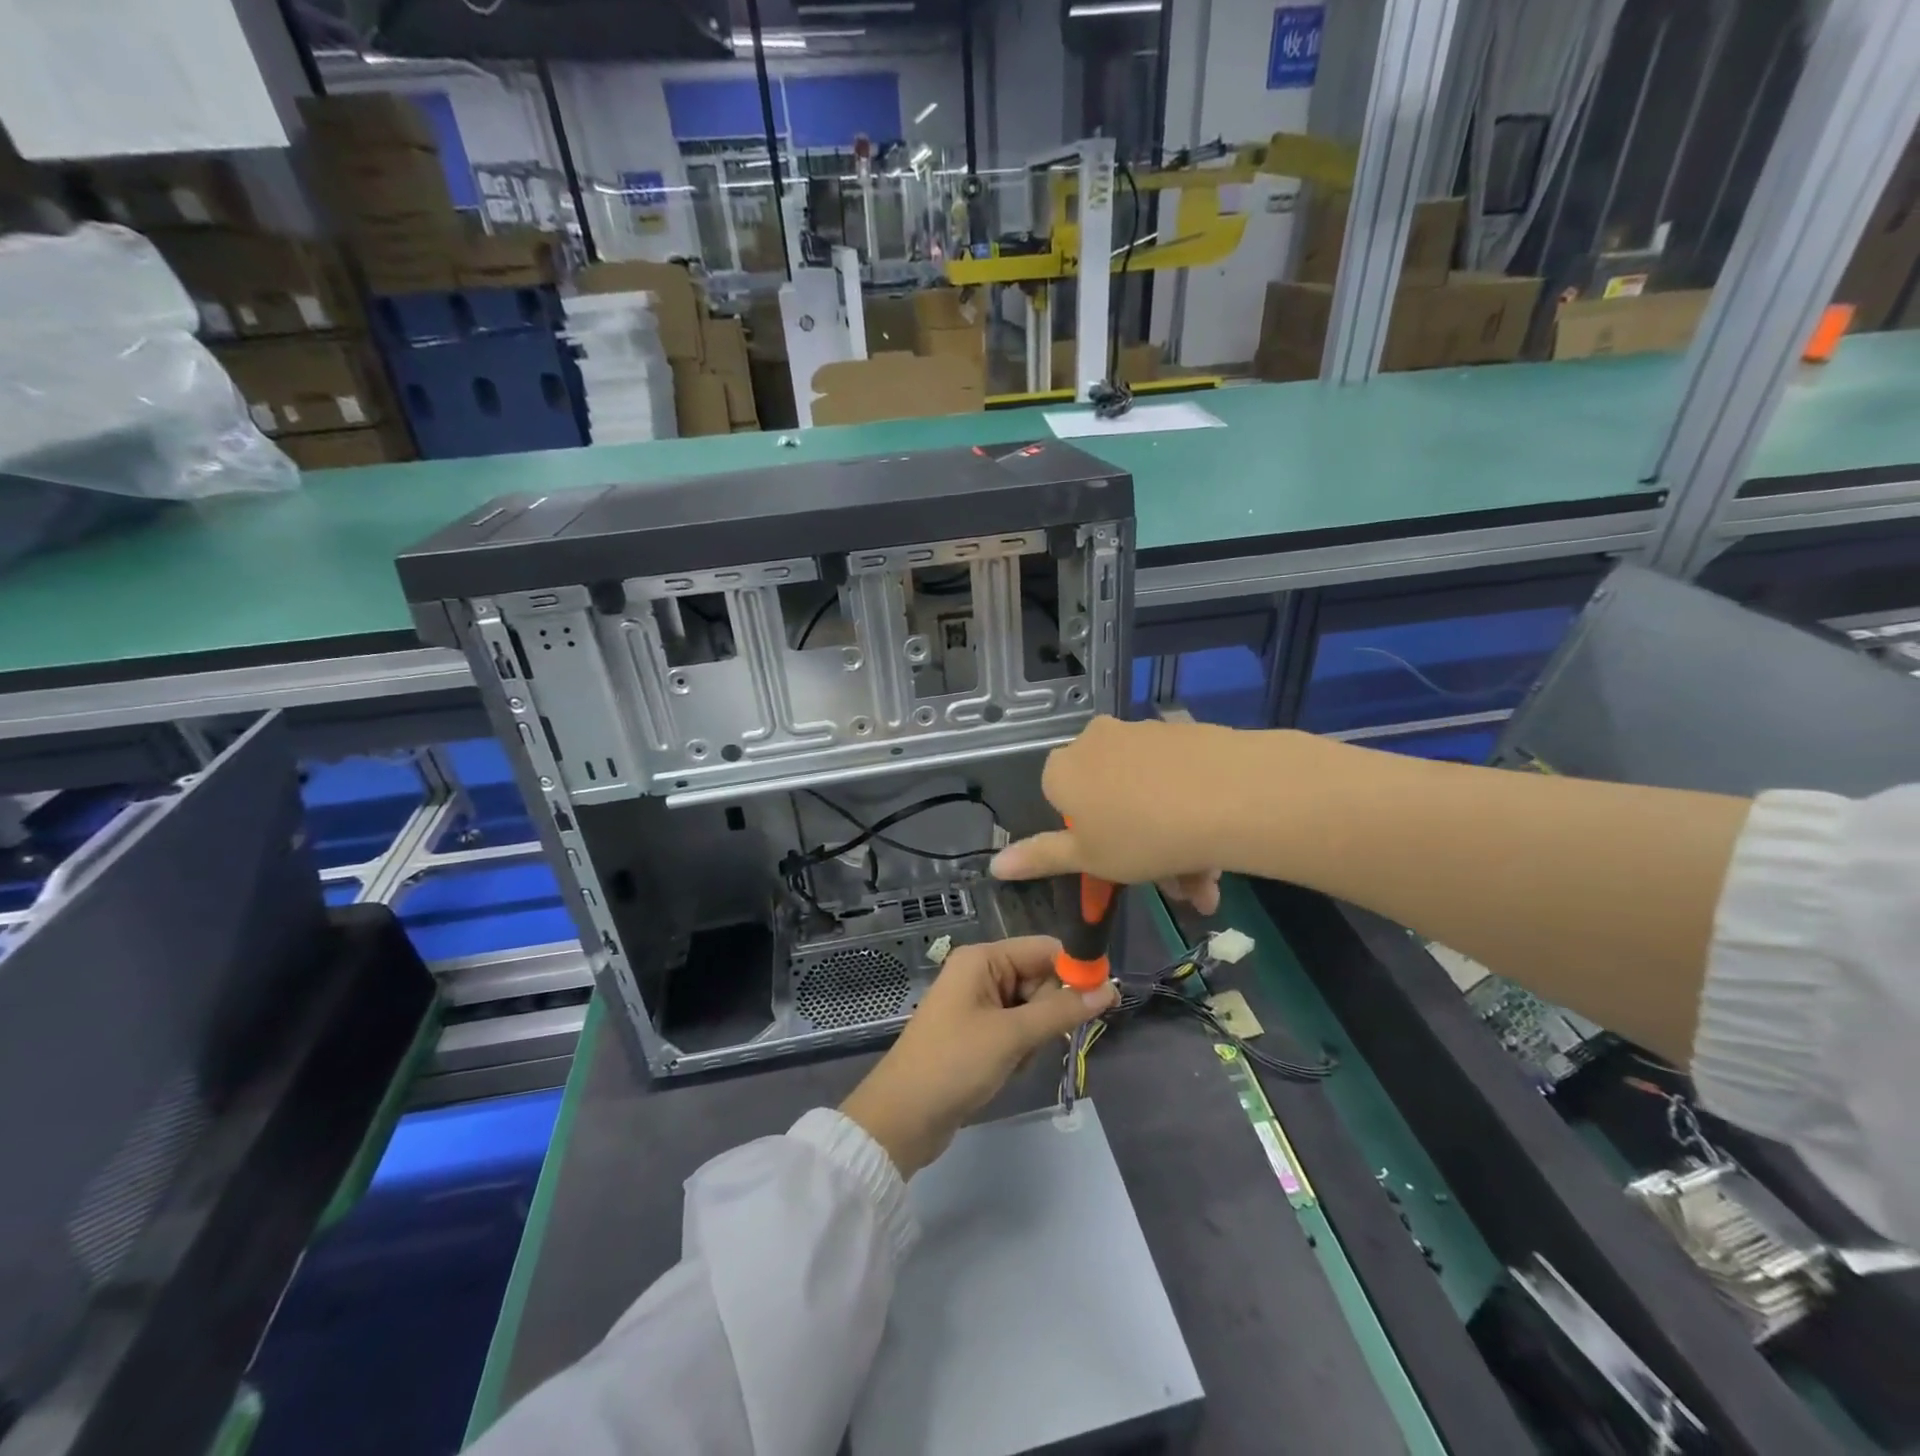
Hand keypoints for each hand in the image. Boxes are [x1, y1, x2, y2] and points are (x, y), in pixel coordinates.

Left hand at [840, 936, 1117, 1176]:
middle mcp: (981, 973)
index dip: (1075, 971)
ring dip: (1034, 1037)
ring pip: (1032, 1009)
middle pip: (1040, 979)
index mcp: (983, 959)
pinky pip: (1017, 1030)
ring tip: (1012, 1060)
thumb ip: (1062, 1011)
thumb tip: (1110, 989)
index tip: (1104, 1000)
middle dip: (1049, 1013)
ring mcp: (978, 1004)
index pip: (1044, 949)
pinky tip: (1005, 1070)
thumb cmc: (954, 1064)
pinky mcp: (978, 1033)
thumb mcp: (1012, 1036)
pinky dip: (1020, 1050)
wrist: (903, 1118)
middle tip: (1035, 1042)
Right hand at [989, 715, 1247, 913]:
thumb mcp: (1087, 858)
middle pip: (1109, 798)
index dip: (1086, 834)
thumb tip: (995, 865)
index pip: (1061, 799)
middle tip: (1173, 888)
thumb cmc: (1141, 836)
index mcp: (1064, 768)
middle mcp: (1097, 740)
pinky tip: (1219, 850)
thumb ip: (1040, 858)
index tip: (1115, 861)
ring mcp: (1143, 732)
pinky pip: (1178, 778)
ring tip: (1204, 884)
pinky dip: (1191, 811)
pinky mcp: (1185, 732)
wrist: (1229, 796)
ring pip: (1149, 793)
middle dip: (1138, 849)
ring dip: (1171, 841)